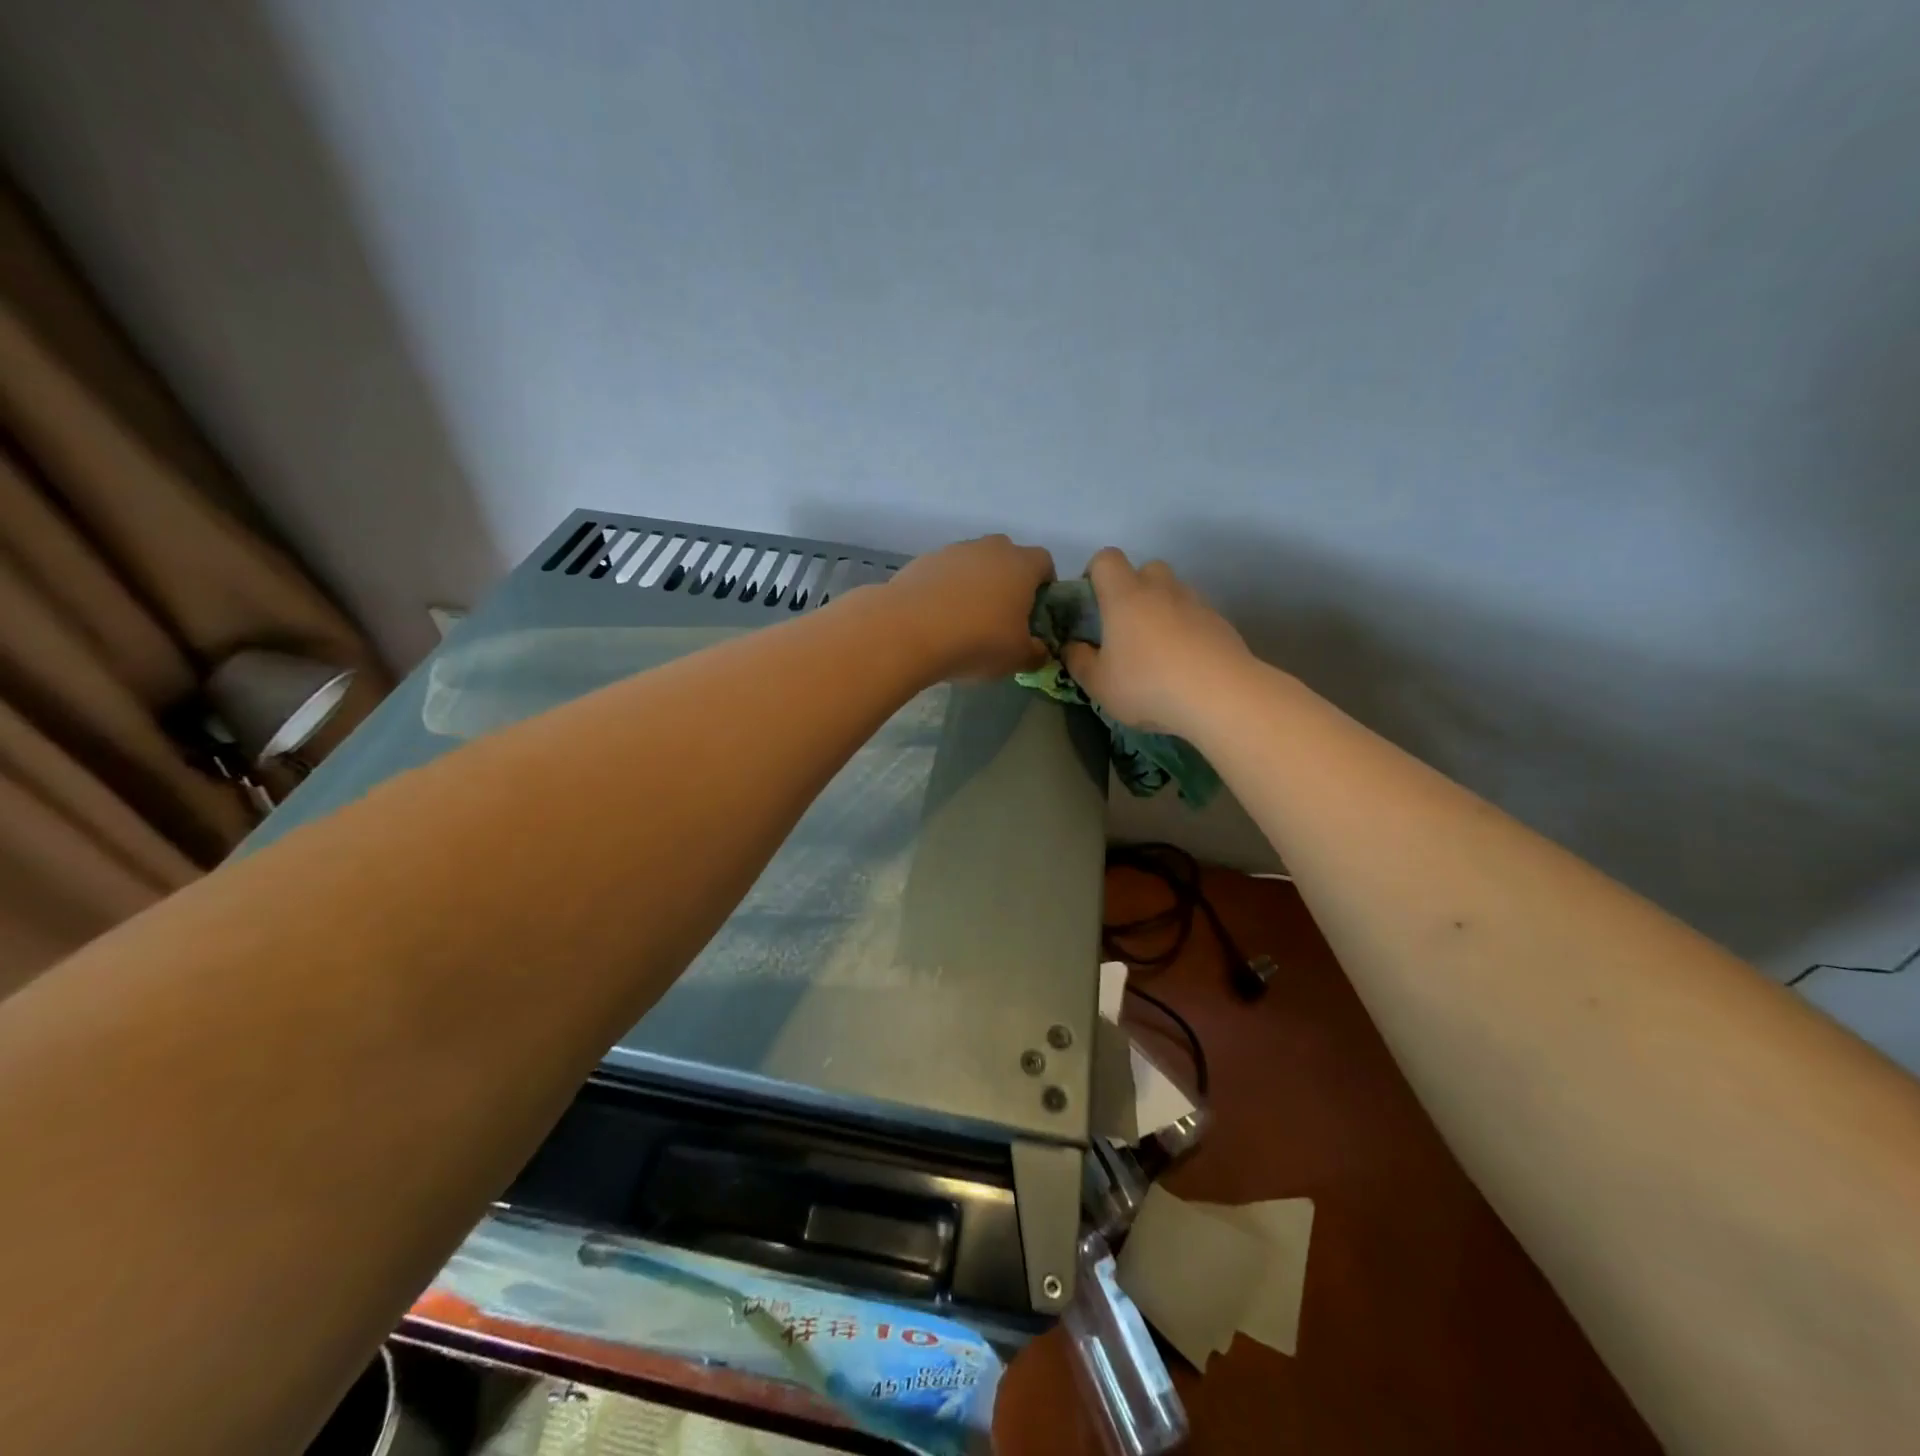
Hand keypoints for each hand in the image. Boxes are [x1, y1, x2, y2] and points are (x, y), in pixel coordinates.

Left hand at [885, 534, 1055, 680]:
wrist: (908, 631)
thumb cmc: (977, 641)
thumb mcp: (1017, 658)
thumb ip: (1036, 653)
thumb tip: (1039, 650)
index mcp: (1021, 565)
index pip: (1044, 562)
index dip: (1045, 585)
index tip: (1036, 611)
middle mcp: (989, 549)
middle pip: (1007, 557)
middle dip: (1008, 581)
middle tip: (1002, 615)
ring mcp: (952, 551)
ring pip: (973, 563)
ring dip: (974, 584)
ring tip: (964, 620)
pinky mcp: (921, 562)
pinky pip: (943, 574)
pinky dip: (945, 590)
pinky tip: (937, 619)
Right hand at [1062, 549, 1249, 733]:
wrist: (1221, 696)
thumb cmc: (1147, 685)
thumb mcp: (1098, 684)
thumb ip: (1078, 661)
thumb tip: (1072, 646)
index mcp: (1125, 596)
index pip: (1106, 559)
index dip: (1094, 573)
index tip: (1091, 604)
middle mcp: (1161, 589)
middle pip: (1146, 570)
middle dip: (1134, 589)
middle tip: (1126, 627)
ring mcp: (1195, 603)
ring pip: (1174, 592)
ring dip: (1162, 610)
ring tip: (1157, 650)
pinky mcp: (1220, 623)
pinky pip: (1196, 616)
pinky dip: (1187, 630)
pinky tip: (1184, 664)